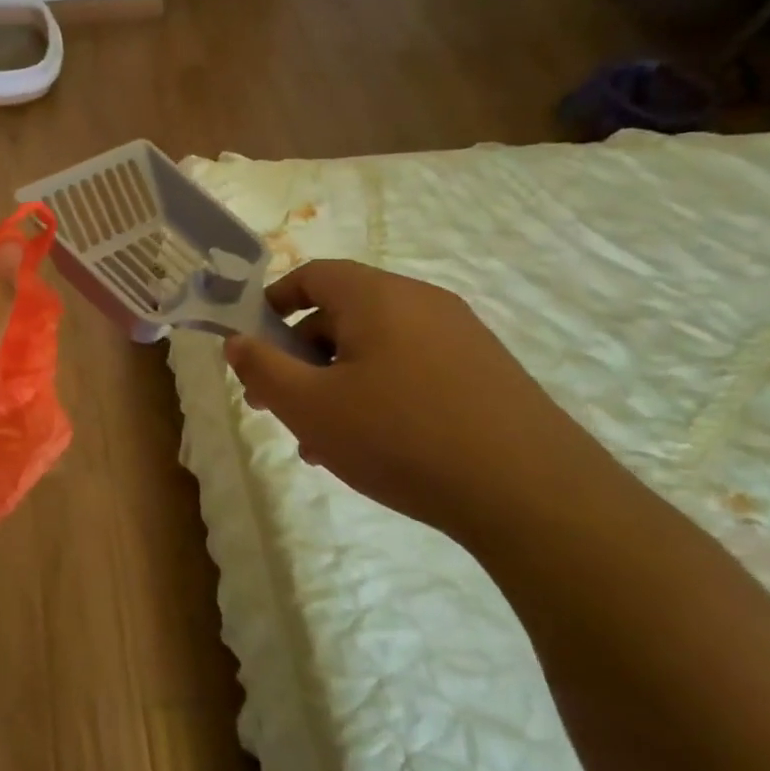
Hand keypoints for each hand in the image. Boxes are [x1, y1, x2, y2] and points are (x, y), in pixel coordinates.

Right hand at [225, 260, 616, 537]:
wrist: (533, 495)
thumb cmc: (401, 437)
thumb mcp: (309, 406)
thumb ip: (261, 368)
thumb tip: (236, 340)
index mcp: (378, 297)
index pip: (313, 275)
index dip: (273, 303)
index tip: (253, 344)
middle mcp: (422, 303)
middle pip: (342, 315)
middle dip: (300, 357)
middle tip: (279, 405)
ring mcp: (461, 338)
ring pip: (375, 349)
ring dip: (336, 384)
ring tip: (321, 441)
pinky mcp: (486, 374)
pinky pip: (412, 370)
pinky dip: (378, 394)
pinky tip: (372, 448)